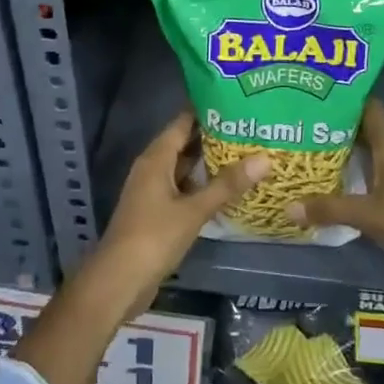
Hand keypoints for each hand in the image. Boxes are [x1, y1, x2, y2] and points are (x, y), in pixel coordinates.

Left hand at [89, 110, 269, 319]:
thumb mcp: (194, 210)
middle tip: (250, 128)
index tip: (237, 102)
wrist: (118, 281)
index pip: (183, 122)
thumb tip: (264, 158)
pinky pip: (183, 189)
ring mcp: (153, 191)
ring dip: (210, 163)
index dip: (207, 110)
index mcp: (156, 158)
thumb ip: (227, 185)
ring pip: (185, 168)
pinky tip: (227, 189)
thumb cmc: (153, 237)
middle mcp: (152, 168)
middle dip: (214, 136)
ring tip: (246, 153)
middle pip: (185, 143)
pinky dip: (202, 186)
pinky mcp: (157, 212)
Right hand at [286, 98, 383, 307]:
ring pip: (370, 153)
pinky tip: (333, 181)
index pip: (371, 109)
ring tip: (309, 149)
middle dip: (337, 126)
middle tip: (301, 123)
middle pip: (366, 130)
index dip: (347, 98)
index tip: (318, 91)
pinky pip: (374, 173)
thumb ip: (330, 209)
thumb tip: (287, 205)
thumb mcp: (370, 217)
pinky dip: (355, 173)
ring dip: (344, 151)